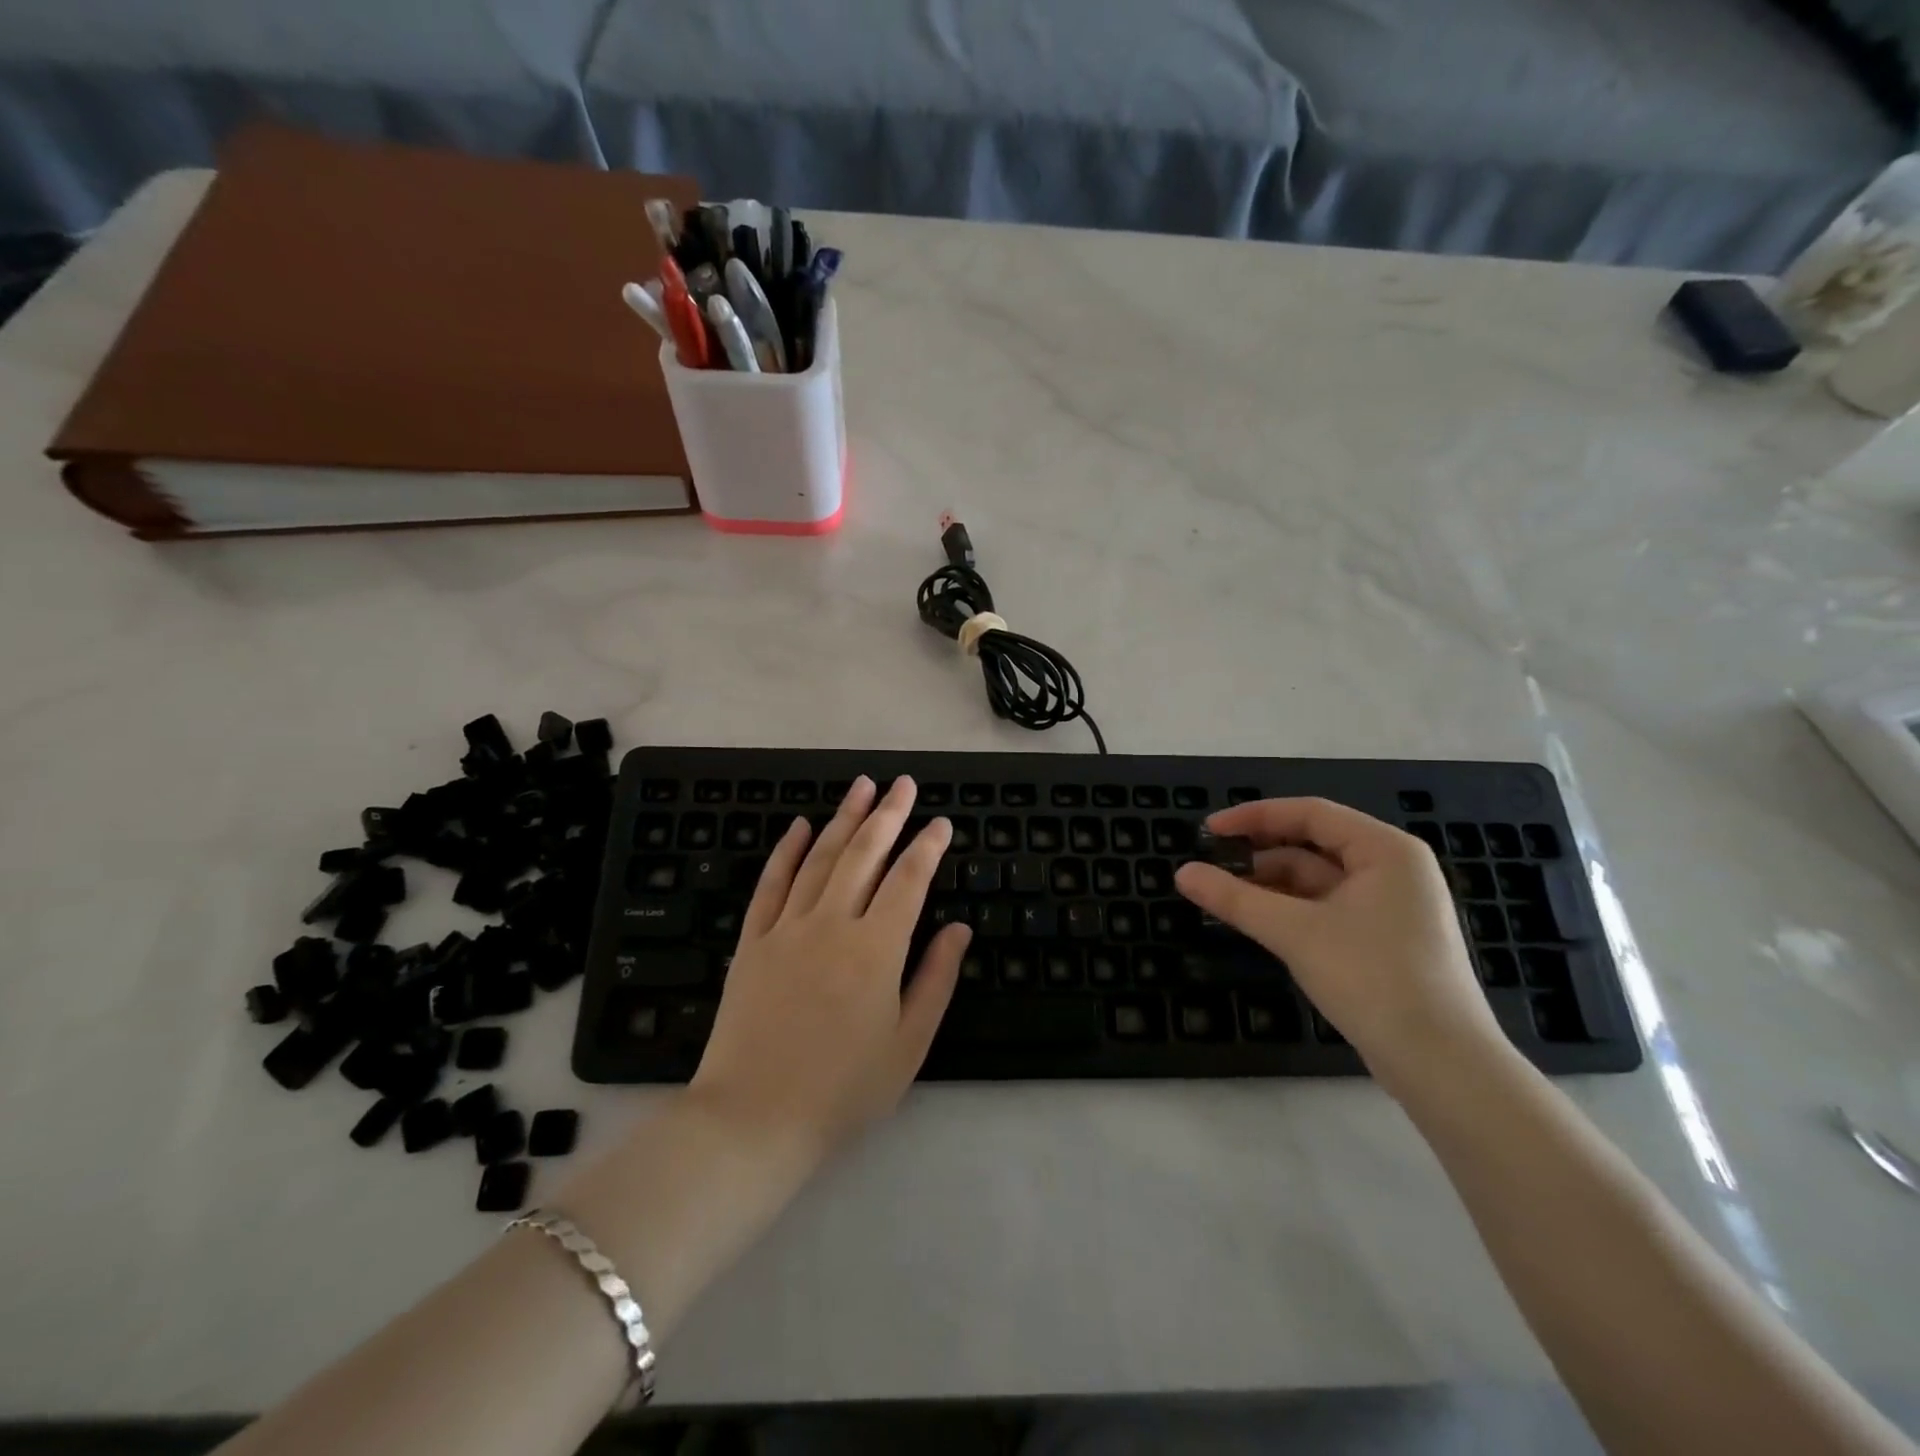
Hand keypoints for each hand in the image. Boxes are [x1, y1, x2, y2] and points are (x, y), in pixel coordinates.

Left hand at [688, 775, 968, 1157]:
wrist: (753, 1119)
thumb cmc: (843, 1089)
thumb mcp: (908, 1043)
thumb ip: (936, 978)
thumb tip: (959, 929)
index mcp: (876, 948)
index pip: (909, 880)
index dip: (927, 847)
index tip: (941, 823)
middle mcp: (832, 924)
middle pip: (865, 854)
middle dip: (888, 814)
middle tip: (903, 784)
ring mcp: (787, 928)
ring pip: (820, 858)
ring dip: (844, 818)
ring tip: (862, 786)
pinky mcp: (752, 940)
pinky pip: (771, 884)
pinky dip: (788, 850)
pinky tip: (801, 826)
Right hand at [1174, 797, 1503, 1083]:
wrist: (1441, 1064)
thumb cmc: (1372, 978)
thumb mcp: (1295, 932)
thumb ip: (1235, 898)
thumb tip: (1182, 873)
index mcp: (1385, 849)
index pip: (1309, 814)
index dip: (1254, 817)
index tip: (1208, 830)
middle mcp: (1393, 869)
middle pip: (1313, 845)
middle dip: (1260, 853)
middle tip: (1212, 864)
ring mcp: (1392, 906)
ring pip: (1318, 879)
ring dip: (1272, 885)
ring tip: (1225, 896)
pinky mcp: (1385, 939)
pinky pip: (1328, 907)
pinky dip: (1291, 909)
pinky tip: (1258, 920)